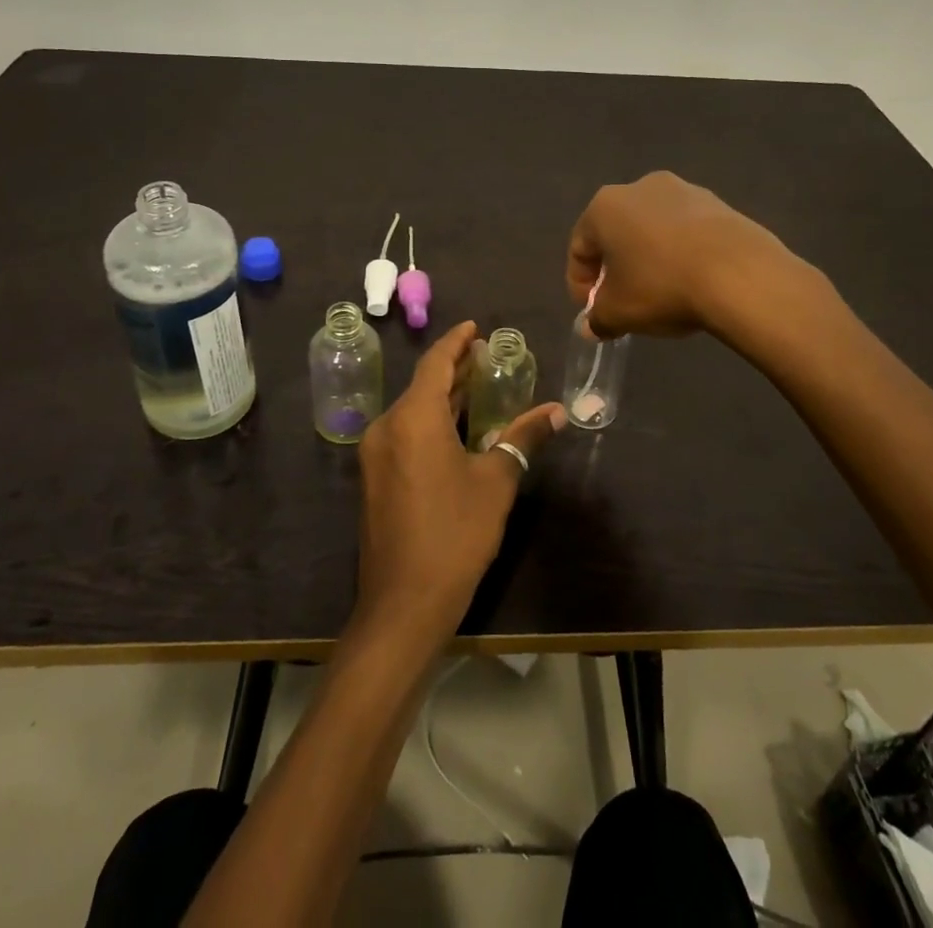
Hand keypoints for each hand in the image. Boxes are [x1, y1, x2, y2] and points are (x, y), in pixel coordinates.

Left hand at [354, 322, 564, 648]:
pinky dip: (431, 422)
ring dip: (444, 397)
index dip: (457, 342)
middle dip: (455, 369)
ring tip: (479, 387)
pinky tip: (457, 430)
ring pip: (413, 411)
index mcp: (413, 418)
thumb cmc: (454, 535)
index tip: (476, 328)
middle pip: (423, 385)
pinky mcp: (375, 479)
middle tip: (488, 358)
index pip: (436, 363)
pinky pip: (405, 434)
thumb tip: (556, 411)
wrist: (403, 605)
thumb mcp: (496, 482)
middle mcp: (387, 427)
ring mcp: (376, 455)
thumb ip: (522, 438)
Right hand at [567, 171, 789, 338]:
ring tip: (661, 293)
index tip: (593, 311)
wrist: (740, 273)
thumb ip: (597, 318)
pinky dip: (681, 253)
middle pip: (616, 233)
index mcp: (605, 207)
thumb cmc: (662, 286)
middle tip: (623, 301)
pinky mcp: (718, 203)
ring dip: (649, 258)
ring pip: (652, 229)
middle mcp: (640, 187)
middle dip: (615, 268)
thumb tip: (590, 326)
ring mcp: (683, 190)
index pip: (579, 247)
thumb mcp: (619, 312)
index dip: (580, 283)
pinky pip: (686, 231)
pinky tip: (692, 280)